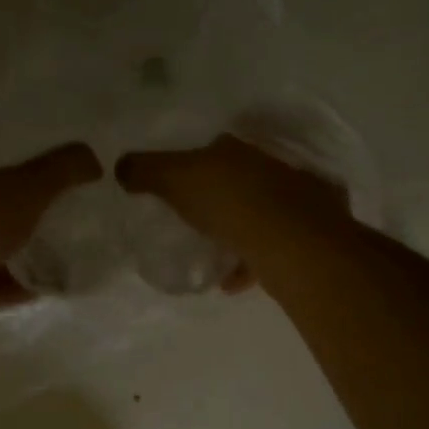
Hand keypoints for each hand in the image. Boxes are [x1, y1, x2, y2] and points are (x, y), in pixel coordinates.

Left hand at [0, 143, 103, 319]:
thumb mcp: (30, 185)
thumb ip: (62, 169)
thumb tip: (93, 158)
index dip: (14, 183)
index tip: (45, 194)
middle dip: (15, 222)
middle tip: (52, 228)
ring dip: (14, 257)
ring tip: (52, 261)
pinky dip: (12, 286)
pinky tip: (40, 290)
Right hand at [116, 134, 350, 284]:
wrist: (290, 242)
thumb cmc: (228, 201)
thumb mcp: (174, 179)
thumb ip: (145, 171)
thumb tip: (121, 166)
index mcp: (241, 148)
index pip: (215, 147)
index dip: (195, 162)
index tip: (179, 184)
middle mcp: (272, 167)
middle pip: (239, 179)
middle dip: (219, 197)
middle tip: (195, 219)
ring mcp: (296, 201)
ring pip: (260, 213)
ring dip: (238, 231)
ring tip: (213, 254)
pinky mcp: (307, 235)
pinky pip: (272, 247)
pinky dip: (251, 263)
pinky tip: (232, 281)